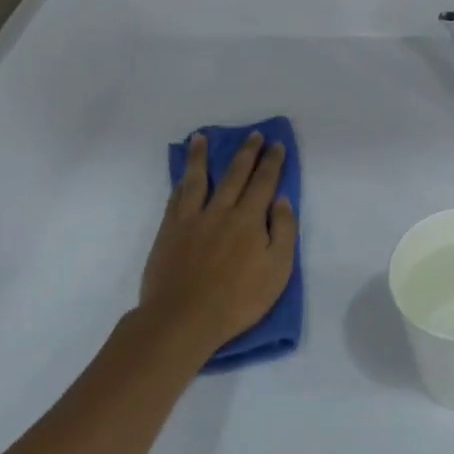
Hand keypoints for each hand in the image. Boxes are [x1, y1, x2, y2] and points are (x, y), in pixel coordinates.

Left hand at [137, 133, 297, 358]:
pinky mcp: (169, 231)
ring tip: (202, 137)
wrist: (183, 318)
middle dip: (247, 152)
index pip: (264, 182)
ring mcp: (191, 219)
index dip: (272, 162)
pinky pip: (176, 198)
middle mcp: (221, 210)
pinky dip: (181, 182)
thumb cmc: (238, 300)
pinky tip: (183, 176)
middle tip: (253, 134)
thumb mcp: (278, 270)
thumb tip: (282, 200)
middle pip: (235, 174)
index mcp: (250, 219)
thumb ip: (284, 231)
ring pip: (198, 178)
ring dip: (201, 156)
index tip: (276, 144)